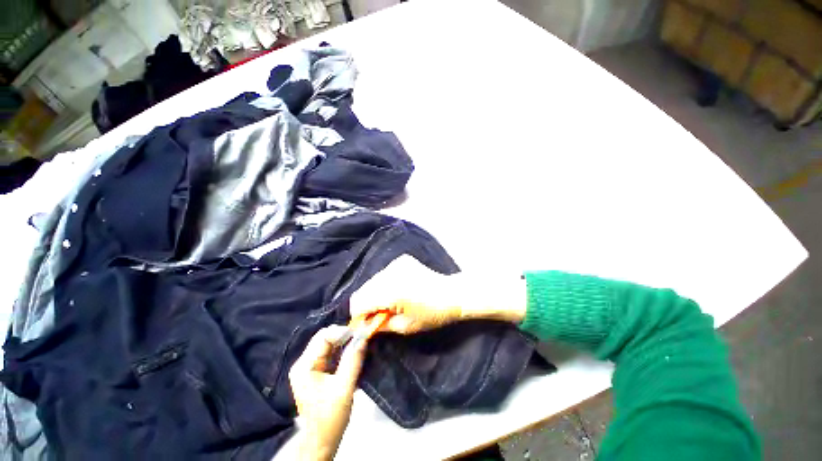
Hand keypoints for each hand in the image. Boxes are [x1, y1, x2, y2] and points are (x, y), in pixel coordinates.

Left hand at [289, 326, 368, 460]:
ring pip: (328, 343)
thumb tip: (363, 337)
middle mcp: (304, 362)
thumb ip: (353, 361)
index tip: (359, 334)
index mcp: (305, 366)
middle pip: (324, 337)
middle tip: (360, 338)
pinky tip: (352, 351)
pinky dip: (342, 349)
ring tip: (359, 343)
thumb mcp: (344, 388)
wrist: (321, 442)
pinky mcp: (316, 371)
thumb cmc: (330, 417)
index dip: (341, 332)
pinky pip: (330, 351)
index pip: (323, 337)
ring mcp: (309, 366)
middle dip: (343, 335)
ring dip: (344, 341)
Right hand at [349, 255, 526, 334]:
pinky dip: (386, 284)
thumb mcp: (405, 326)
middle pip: (363, 290)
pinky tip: (399, 289)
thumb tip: (363, 327)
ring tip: (391, 303)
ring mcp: (395, 264)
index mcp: (390, 291)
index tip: (365, 325)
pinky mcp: (401, 260)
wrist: (451, 293)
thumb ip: (380, 326)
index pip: (358, 302)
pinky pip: (384, 273)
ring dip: (376, 294)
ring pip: (373, 281)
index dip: (358, 316)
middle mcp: (389, 273)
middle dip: (367, 305)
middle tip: (379, 315)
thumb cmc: (432, 314)